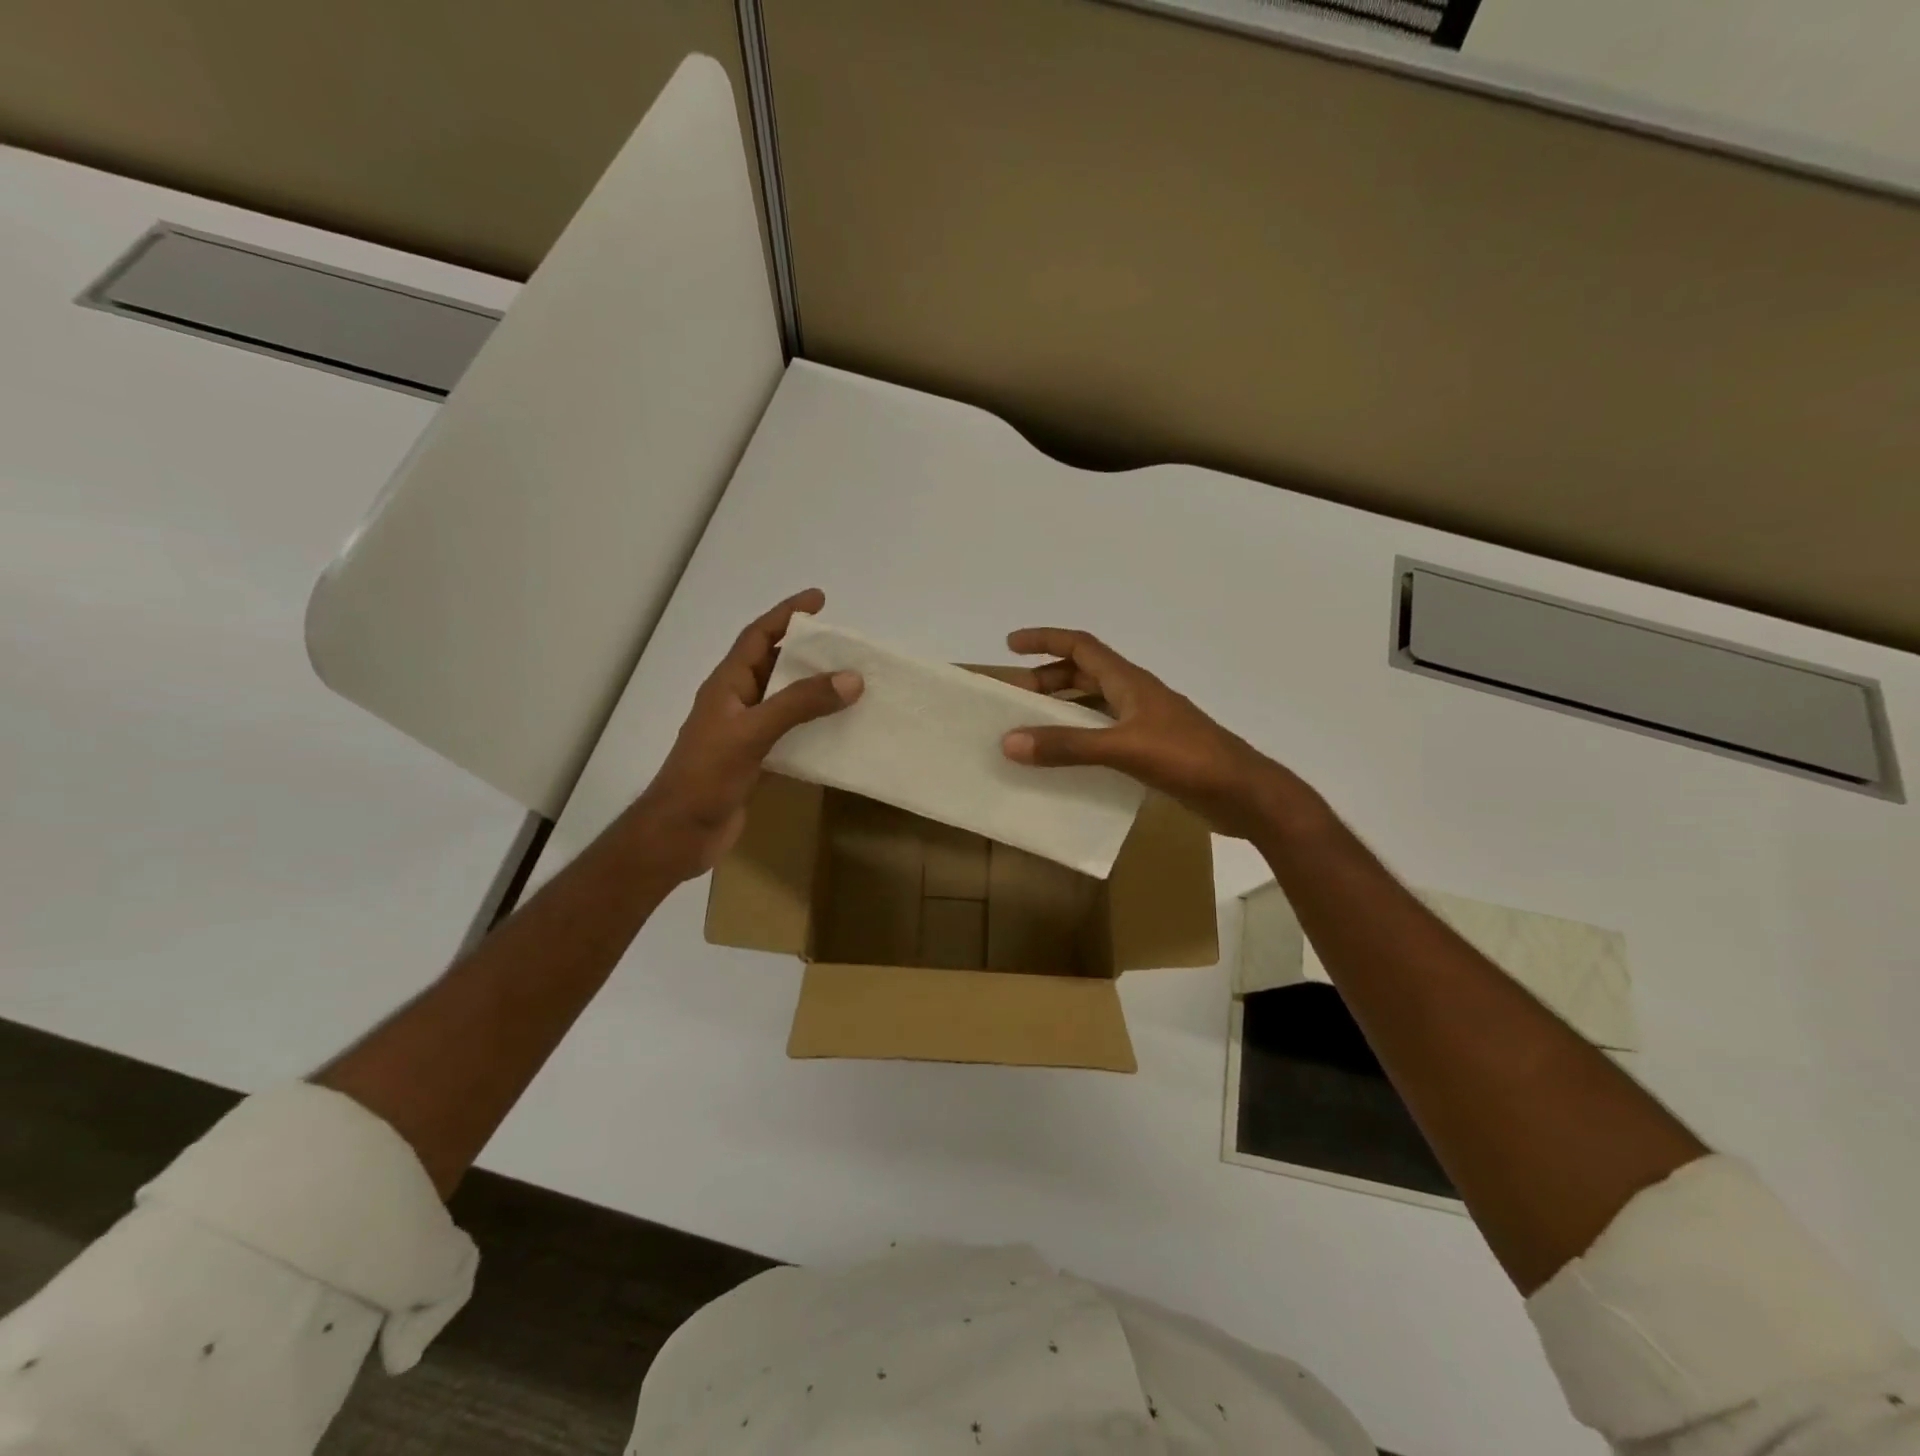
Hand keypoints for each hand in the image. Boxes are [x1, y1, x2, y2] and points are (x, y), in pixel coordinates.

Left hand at [632, 589, 861, 880]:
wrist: (680, 834)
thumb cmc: (706, 776)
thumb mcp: (753, 732)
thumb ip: (800, 704)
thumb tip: (850, 678)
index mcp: (727, 685)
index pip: (757, 637)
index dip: (785, 615)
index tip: (819, 599)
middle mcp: (736, 703)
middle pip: (774, 666)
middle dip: (807, 652)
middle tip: (846, 647)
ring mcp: (745, 733)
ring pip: (785, 701)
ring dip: (814, 691)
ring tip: (851, 685)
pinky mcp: (755, 761)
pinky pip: (790, 734)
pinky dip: (813, 728)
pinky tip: (838, 732)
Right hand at [1000, 628, 1310, 839]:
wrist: (1244, 794)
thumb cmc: (1188, 759)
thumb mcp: (1123, 748)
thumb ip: (1068, 746)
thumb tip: (1010, 741)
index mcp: (1129, 682)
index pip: (1081, 646)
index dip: (1045, 640)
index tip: (1011, 645)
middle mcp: (1134, 696)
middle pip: (1083, 676)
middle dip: (1047, 680)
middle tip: (1013, 698)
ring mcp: (1145, 724)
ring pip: (1093, 707)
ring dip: (1062, 711)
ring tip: (1030, 729)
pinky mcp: (1151, 752)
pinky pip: (1104, 736)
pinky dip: (1080, 740)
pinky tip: (1064, 763)